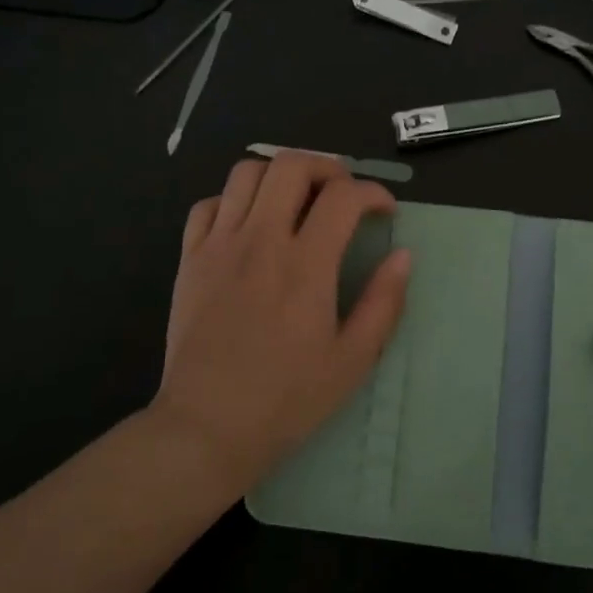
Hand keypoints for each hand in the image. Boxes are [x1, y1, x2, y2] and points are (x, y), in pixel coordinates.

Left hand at [150, 152, 410, 499]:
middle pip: (292, 165)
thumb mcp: (353, 360)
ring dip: (280, 176)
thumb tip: (403, 255)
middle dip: (327, 166)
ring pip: (247, 172)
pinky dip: (235, 200)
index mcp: (305, 265)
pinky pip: (209, 204)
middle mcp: (261, 241)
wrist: (206, 428)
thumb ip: (384, 302)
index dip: (373, 192)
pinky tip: (250, 224)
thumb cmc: (286, 399)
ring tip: (297, 201)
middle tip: (342, 193)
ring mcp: (219, 246)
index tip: (384, 211)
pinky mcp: (189, 259)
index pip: (344, 196)